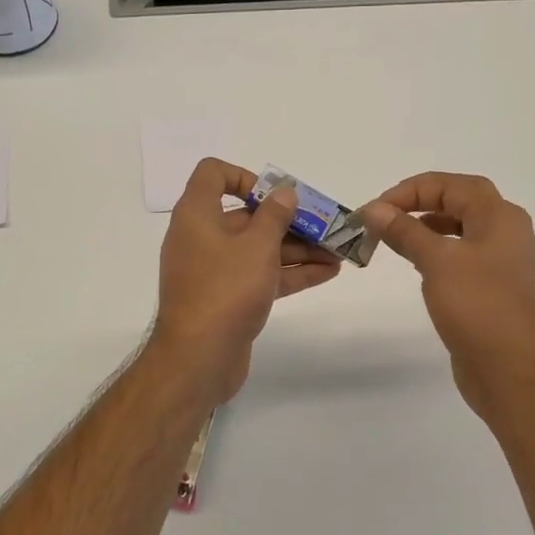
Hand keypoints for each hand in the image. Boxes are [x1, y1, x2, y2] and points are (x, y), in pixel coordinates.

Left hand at [153, 159, 341, 400]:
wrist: (197, 360)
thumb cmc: (225, 290)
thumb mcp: (257, 246)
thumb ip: (275, 215)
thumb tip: (284, 192)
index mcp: (197, 215)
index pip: (213, 174)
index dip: (245, 176)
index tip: (275, 194)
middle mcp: (201, 237)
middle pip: (246, 216)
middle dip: (287, 219)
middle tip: (325, 225)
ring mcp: (213, 271)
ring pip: (257, 249)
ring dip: (297, 248)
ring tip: (337, 250)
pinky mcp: (226, 299)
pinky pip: (260, 275)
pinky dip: (289, 272)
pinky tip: (327, 272)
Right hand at [359, 173, 534, 421]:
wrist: (514, 373)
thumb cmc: (478, 307)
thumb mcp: (437, 261)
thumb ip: (404, 230)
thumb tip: (374, 209)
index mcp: (500, 217)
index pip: (452, 185)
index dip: (411, 189)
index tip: (377, 208)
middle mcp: (507, 233)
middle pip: (460, 202)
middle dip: (420, 202)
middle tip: (386, 215)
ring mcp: (503, 263)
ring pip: (461, 229)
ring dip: (427, 227)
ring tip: (395, 237)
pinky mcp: (494, 289)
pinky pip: (463, 256)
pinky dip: (438, 251)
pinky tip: (417, 265)